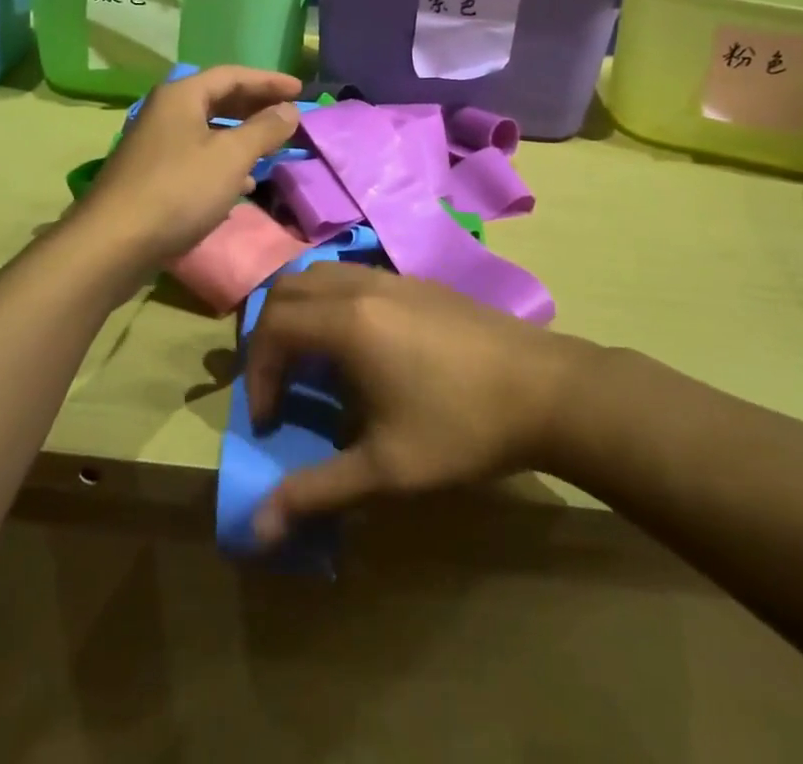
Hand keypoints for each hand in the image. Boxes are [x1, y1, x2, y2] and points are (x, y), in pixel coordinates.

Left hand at [78, 66, 300, 267]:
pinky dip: (223, 163)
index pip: (233, 75)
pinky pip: (196, 157)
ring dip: (241, 136)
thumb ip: (264, 129)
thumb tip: (289, 109)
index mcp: (182, 96)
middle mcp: (165, 112)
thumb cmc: (179, 190)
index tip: (301, 90)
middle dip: (255, 107)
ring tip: (271, 148)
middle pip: (218, 99)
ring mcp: (155, 144)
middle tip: (288, 115)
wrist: (114, 243)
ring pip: (208, 130)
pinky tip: (242, 185)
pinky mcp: (152, 175)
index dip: (269, 81)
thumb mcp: (231, 157)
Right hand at [244, 264, 596, 545]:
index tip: (269, 420)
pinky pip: (352, 276)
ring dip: (301, 312)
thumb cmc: (462, 427)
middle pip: (288, 288)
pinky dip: (332, 302)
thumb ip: (318, 490)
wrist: (546, 389)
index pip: (273, 327)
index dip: (256, 373)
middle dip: (268, 333)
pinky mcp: (416, 281)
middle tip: (276, 383)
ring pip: (321, 274)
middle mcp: (362, 285)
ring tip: (310, 364)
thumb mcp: (387, 469)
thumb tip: (259, 528)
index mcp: (348, 322)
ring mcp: (391, 277)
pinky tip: (358, 349)